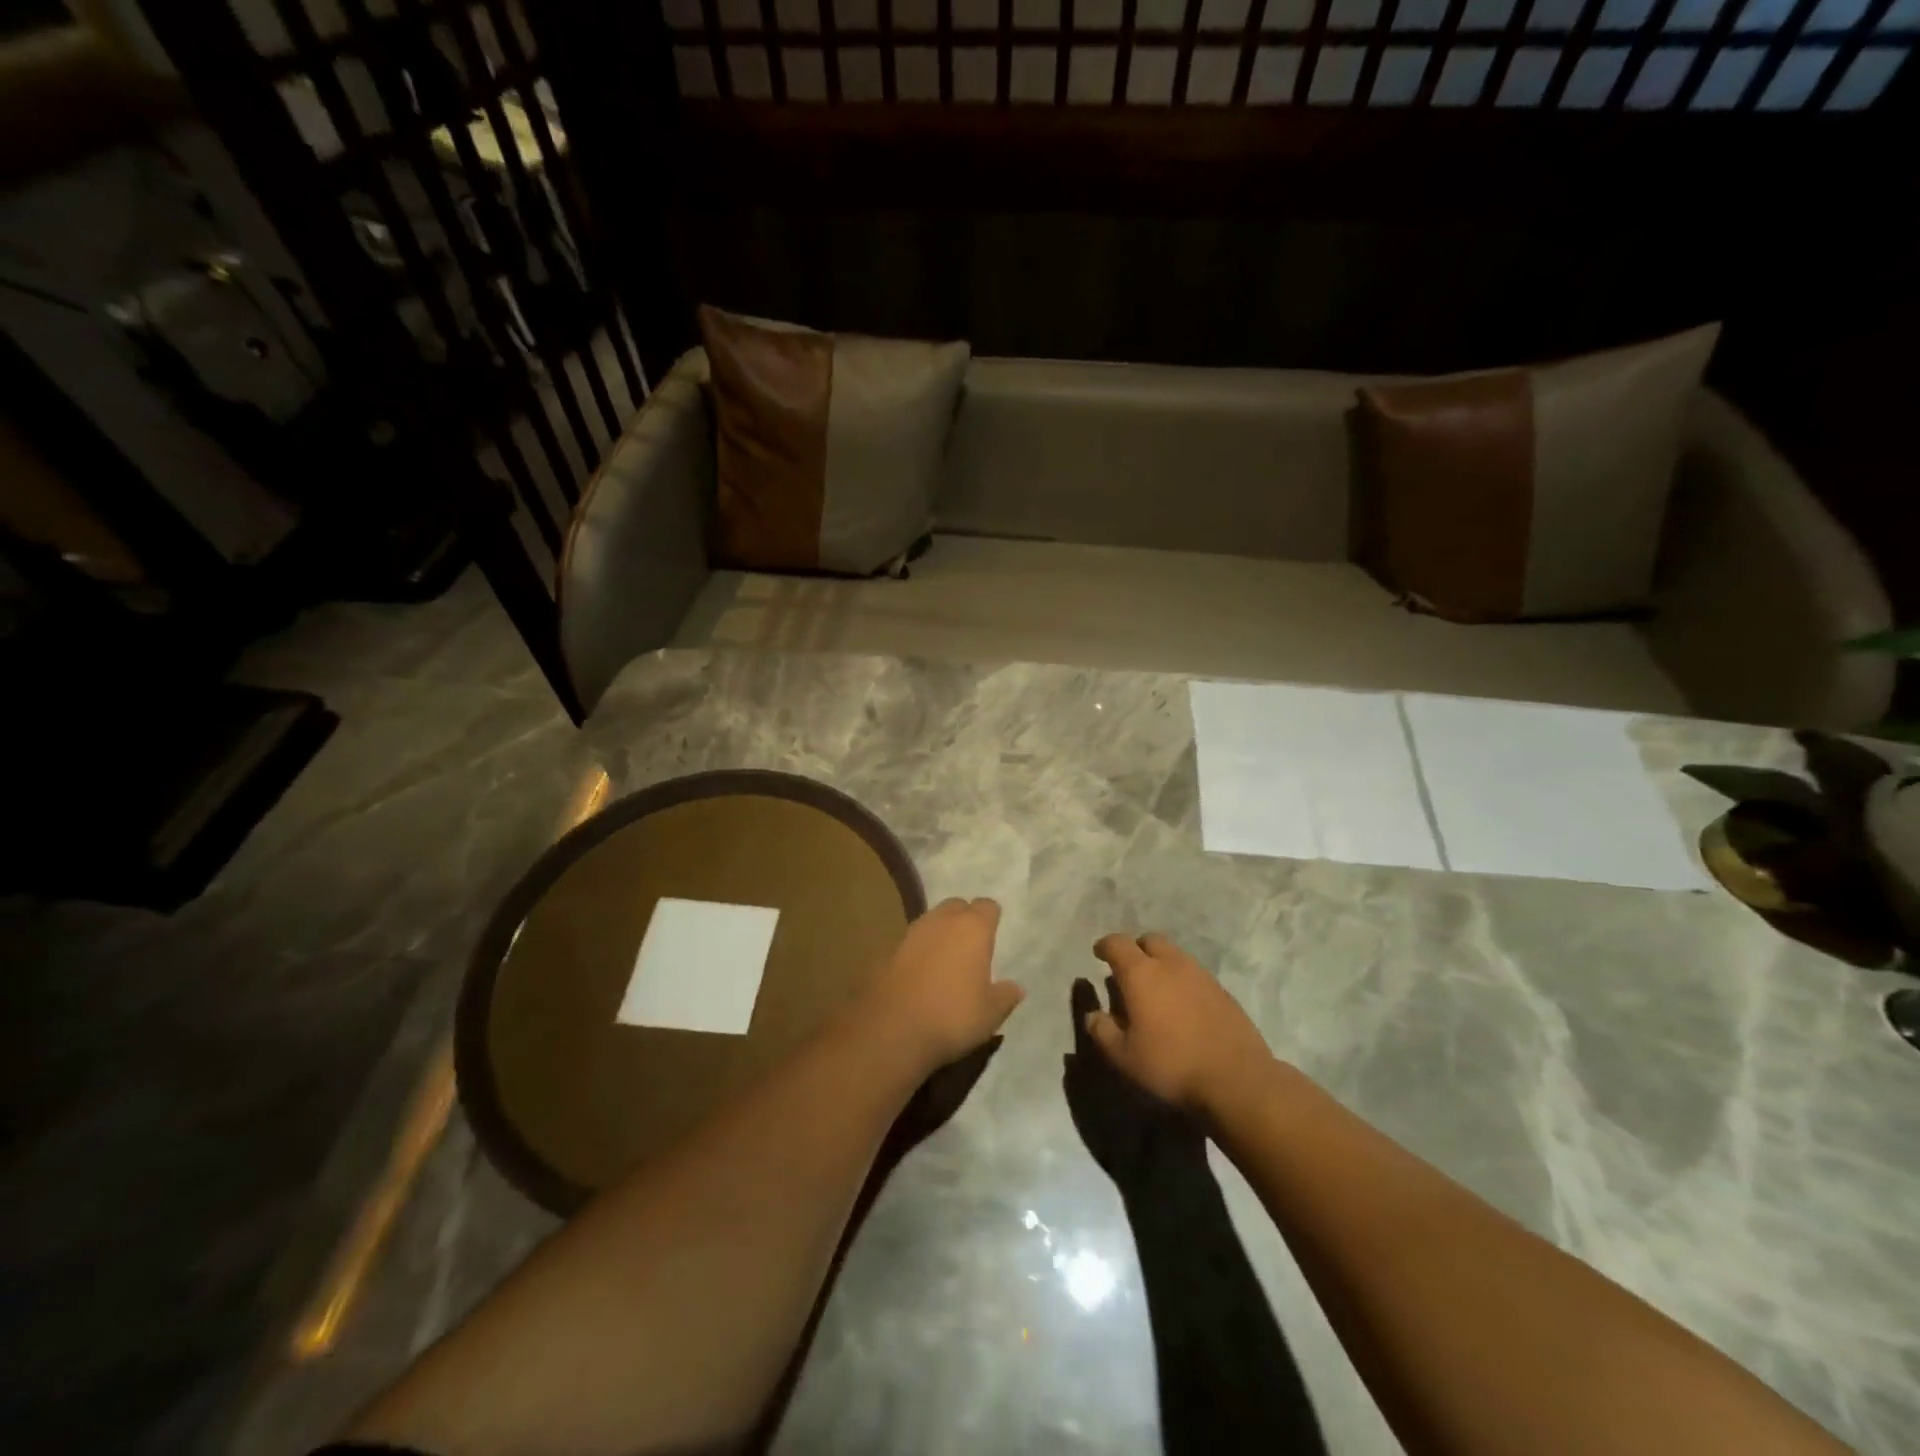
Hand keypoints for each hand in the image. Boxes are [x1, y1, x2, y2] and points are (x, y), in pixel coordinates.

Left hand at [855, 898, 1024, 1074]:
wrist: (892, 1029)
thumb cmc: (952, 1015)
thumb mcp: (991, 1014)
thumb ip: (1005, 996)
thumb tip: (1015, 988)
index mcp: (973, 928)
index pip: (987, 906)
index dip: (992, 917)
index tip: (994, 933)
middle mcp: (942, 920)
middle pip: (957, 906)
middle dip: (964, 918)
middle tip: (971, 944)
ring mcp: (912, 932)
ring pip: (932, 920)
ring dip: (940, 932)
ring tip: (947, 958)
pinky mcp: (890, 949)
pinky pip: (912, 941)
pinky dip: (920, 950)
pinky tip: (922, 973)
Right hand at [1084, 933, 1273, 1116]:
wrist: (1237, 1079)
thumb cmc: (1171, 1065)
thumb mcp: (1124, 1056)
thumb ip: (1102, 1031)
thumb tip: (1092, 1014)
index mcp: (1141, 973)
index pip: (1117, 943)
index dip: (1105, 946)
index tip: (1099, 954)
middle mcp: (1171, 964)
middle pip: (1150, 940)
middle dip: (1136, 949)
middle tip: (1129, 971)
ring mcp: (1201, 975)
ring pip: (1175, 955)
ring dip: (1161, 964)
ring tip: (1156, 990)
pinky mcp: (1223, 991)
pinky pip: (1195, 974)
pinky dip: (1183, 981)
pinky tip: (1183, 1007)